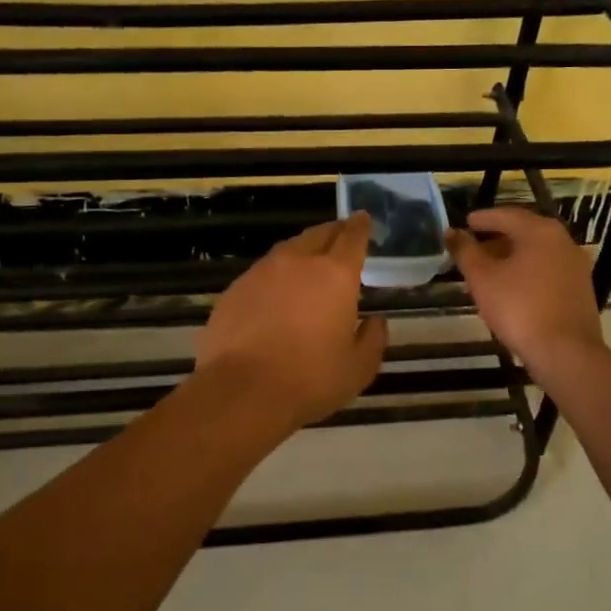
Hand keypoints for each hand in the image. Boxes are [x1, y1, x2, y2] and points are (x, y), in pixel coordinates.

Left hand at [195, 213, 387, 431]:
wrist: (242, 392)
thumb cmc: (310, 379)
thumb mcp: (358, 368)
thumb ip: (372, 339)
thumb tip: (375, 321)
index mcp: (335, 275)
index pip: (352, 238)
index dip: (361, 226)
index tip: (364, 219)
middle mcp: (298, 262)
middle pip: (319, 235)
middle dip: (333, 232)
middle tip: (342, 235)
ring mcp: (261, 273)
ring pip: (288, 250)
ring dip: (303, 251)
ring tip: (309, 263)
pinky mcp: (234, 289)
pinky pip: (262, 273)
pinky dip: (275, 276)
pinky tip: (275, 296)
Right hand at [446, 207, 604, 370]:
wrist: (565, 352)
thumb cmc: (519, 308)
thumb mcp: (482, 278)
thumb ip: (465, 251)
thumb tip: (451, 232)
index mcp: (540, 231)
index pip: (506, 215)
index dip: (482, 219)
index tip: (465, 223)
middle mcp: (563, 241)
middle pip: (523, 232)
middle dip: (496, 239)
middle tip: (473, 248)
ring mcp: (575, 266)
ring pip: (536, 253)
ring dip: (511, 257)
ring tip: (487, 271)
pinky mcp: (580, 289)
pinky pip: (547, 271)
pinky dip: (526, 272)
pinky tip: (511, 289)